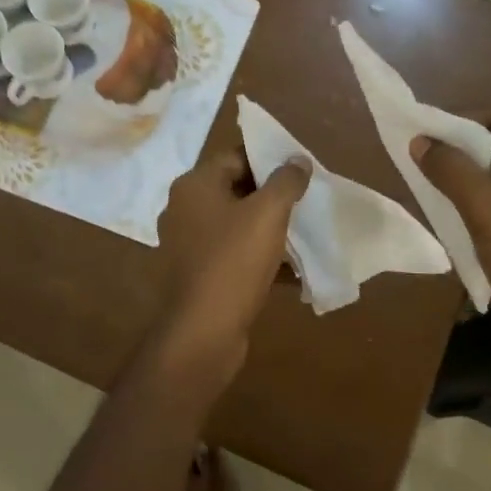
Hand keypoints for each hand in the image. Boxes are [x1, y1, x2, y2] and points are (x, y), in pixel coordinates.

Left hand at [150, 146, 310, 386]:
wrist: (202, 333)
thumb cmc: (233, 262)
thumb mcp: (268, 214)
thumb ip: (286, 181)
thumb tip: (297, 160)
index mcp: (194, 186)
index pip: (234, 156)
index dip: (268, 159)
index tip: (299, 170)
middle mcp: (184, 210)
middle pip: (235, 190)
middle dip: (272, 196)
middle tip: (306, 201)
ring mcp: (187, 245)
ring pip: (236, 226)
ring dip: (268, 230)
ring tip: (303, 235)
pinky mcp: (197, 275)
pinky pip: (233, 256)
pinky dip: (259, 259)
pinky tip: (290, 272)